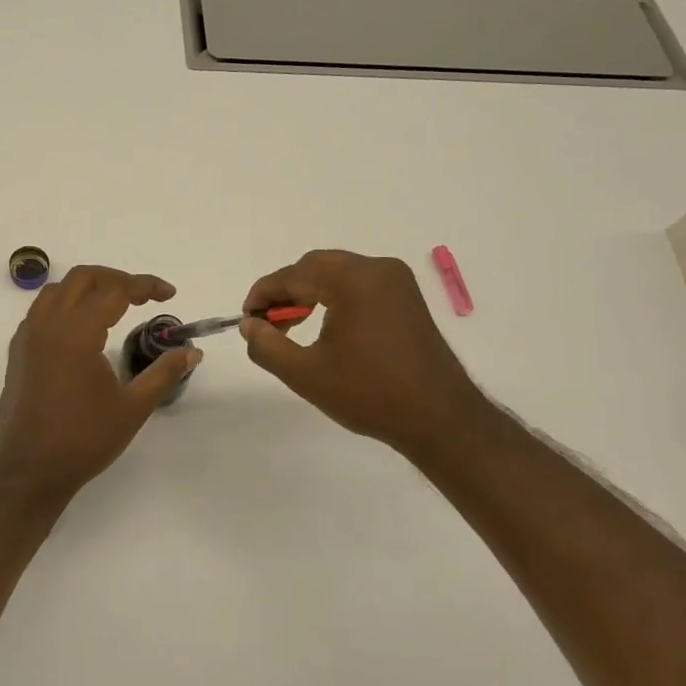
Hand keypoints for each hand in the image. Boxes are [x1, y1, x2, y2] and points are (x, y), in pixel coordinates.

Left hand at [0, 265, 199, 503]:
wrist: (30, 471)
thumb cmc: (84, 439)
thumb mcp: (133, 407)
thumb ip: (164, 373)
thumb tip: (192, 351)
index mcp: (77, 333)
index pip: (115, 290)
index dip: (145, 286)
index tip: (168, 294)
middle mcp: (48, 325)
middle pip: (83, 278)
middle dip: (116, 278)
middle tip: (143, 295)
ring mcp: (28, 336)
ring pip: (57, 290)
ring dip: (88, 287)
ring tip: (114, 304)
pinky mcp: (18, 351)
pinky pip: (41, 310)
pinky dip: (65, 304)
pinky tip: (82, 328)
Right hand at [240, 250, 495, 458]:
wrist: (440, 419)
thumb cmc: (369, 394)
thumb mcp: (306, 374)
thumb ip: (267, 345)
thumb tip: (249, 325)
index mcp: (353, 279)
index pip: (294, 274)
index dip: (263, 294)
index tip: (246, 319)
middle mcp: (377, 268)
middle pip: (316, 266)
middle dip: (286, 291)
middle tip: (267, 324)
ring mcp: (396, 281)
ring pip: (337, 273)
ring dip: (309, 293)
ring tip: (291, 327)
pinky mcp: (407, 297)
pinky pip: (359, 284)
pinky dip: (334, 297)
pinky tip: (324, 325)